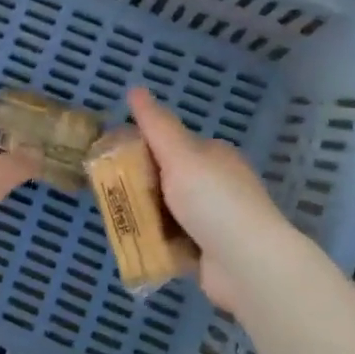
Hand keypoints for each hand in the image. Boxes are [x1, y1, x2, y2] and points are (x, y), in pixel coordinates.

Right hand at [127, 87, 303, 314]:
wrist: (248, 265)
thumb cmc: (214, 202)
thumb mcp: (181, 156)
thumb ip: (157, 125)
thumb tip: (135, 88)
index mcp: (213, 156)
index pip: (171, 144)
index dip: (140, 147)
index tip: (110, 158)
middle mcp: (215, 184)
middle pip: (166, 178)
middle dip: (138, 185)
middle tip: (106, 192)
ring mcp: (212, 220)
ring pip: (166, 211)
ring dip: (144, 215)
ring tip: (113, 218)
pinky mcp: (206, 252)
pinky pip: (172, 241)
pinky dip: (155, 242)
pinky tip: (133, 243)